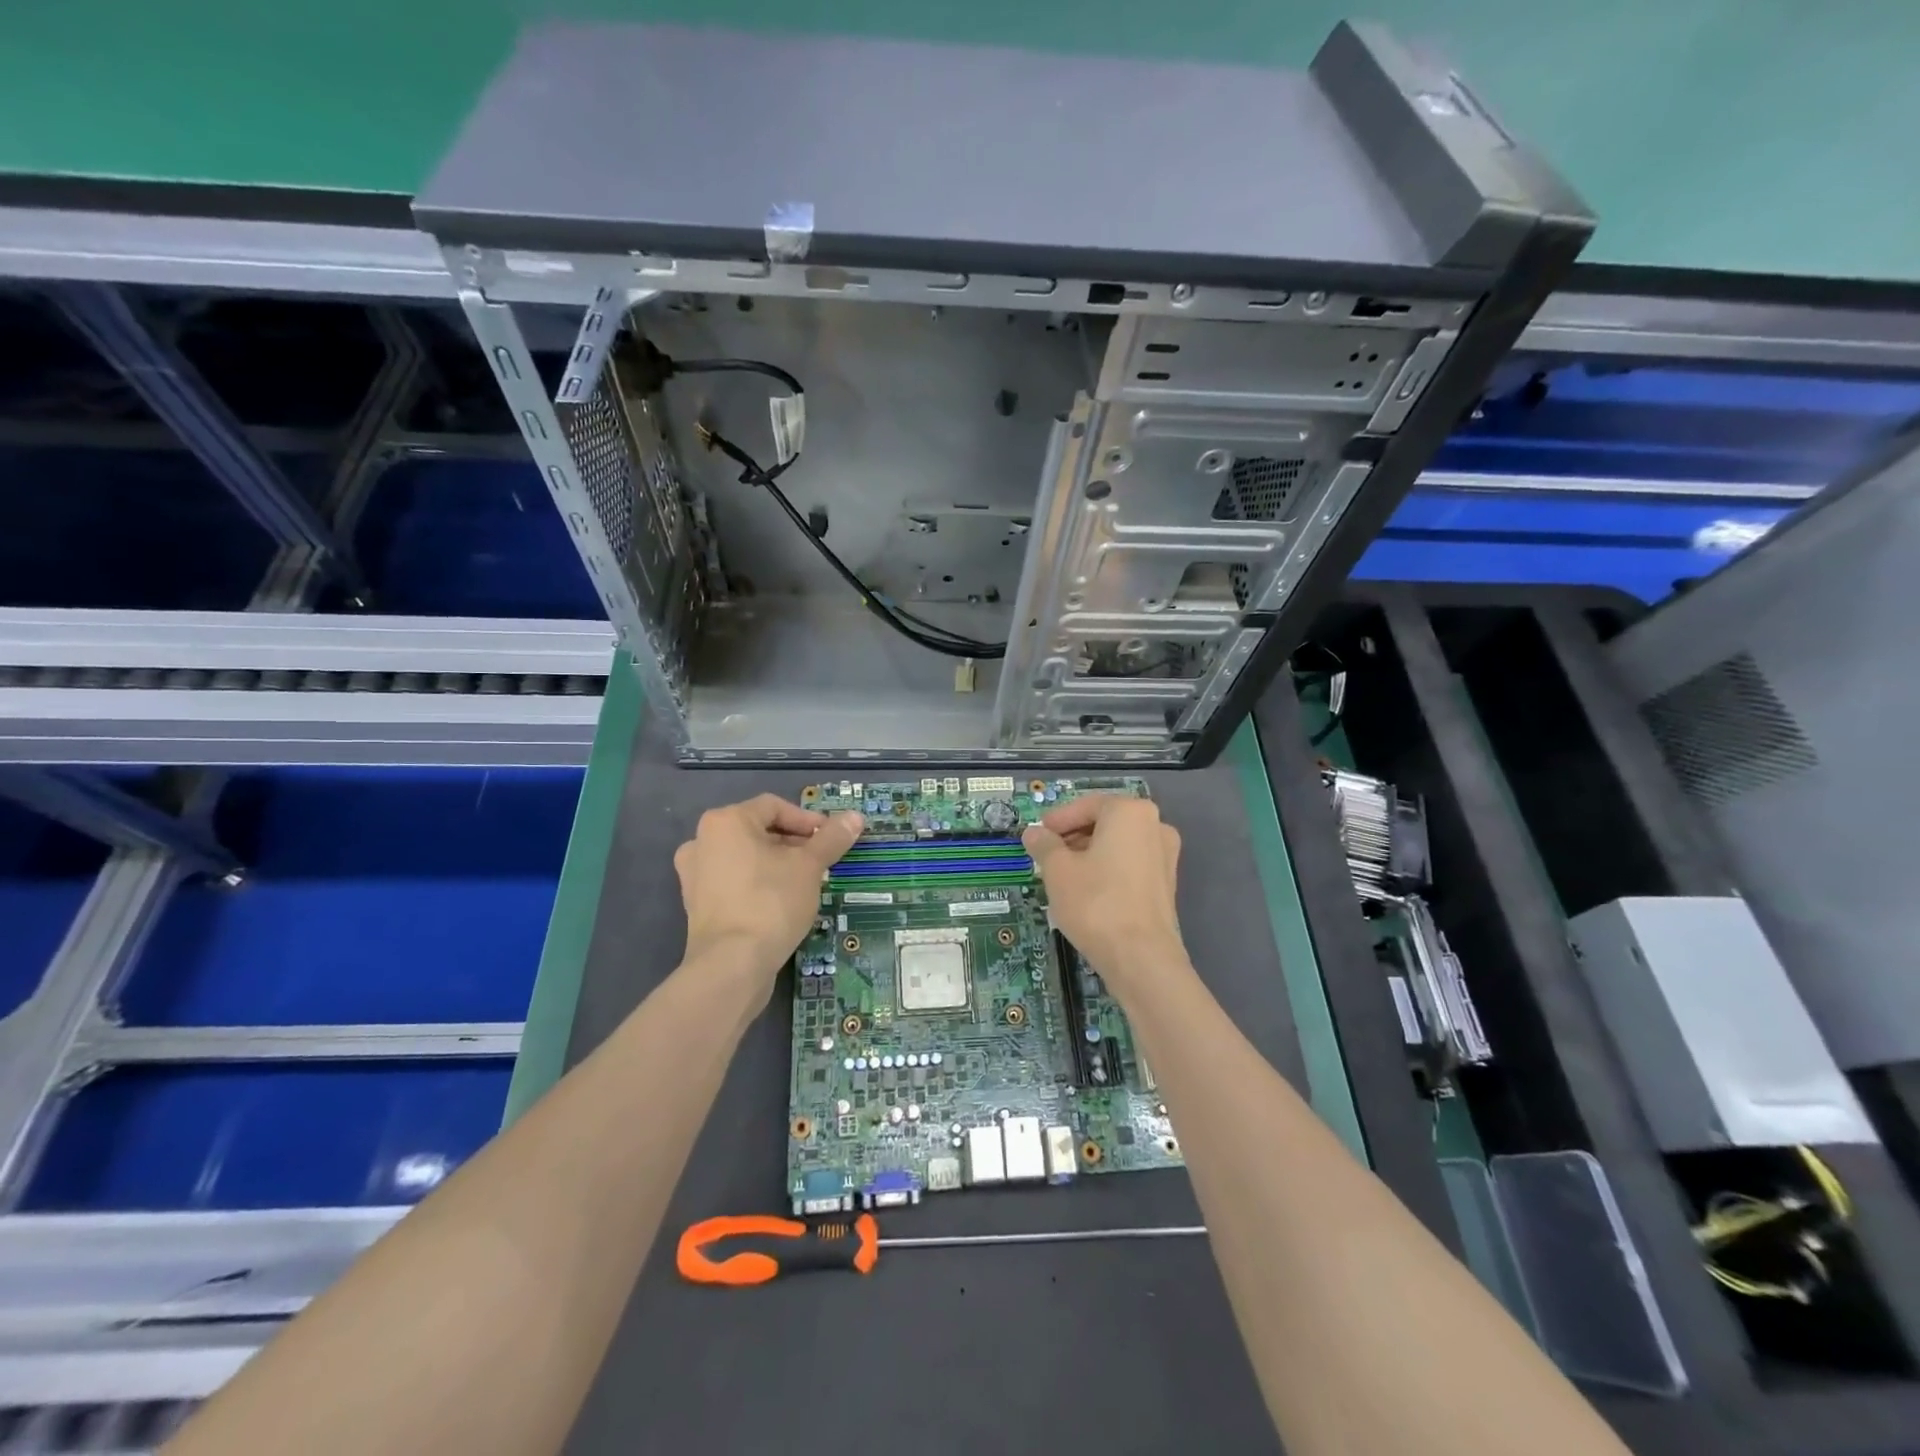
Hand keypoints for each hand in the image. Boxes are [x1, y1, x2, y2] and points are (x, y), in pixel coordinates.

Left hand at [673, 795, 863, 989]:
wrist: (731, 965)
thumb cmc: (771, 902)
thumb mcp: (809, 866)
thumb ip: (831, 838)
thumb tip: (855, 817)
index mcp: (725, 822)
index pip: (774, 807)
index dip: (808, 820)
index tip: (831, 839)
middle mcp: (702, 841)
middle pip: (758, 830)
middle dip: (794, 843)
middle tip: (821, 862)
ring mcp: (695, 875)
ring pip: (746, 857)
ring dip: (777, 864)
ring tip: (805, 882)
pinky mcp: (697, 904)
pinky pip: (734, 881)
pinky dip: (758, 884)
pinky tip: (781, 902)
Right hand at [1022, 795, 1184, 994]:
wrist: (1141, 958)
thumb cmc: (1095, 902)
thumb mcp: (1057, 870)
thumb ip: (1044, 845)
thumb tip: (1034, 833)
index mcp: (1129, 811)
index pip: (1085, 806)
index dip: (1057, 820)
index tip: (1037, 835)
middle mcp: (1154, 825)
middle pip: (1104, 822)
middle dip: (1073, 837)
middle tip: (1047, 855)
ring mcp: (1165, 855)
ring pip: (1118, 845)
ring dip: (1089, 854)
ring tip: (1063, 876)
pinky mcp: (1167, 883)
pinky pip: (1130, 865)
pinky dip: (1108, 870)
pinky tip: (1087, 892)